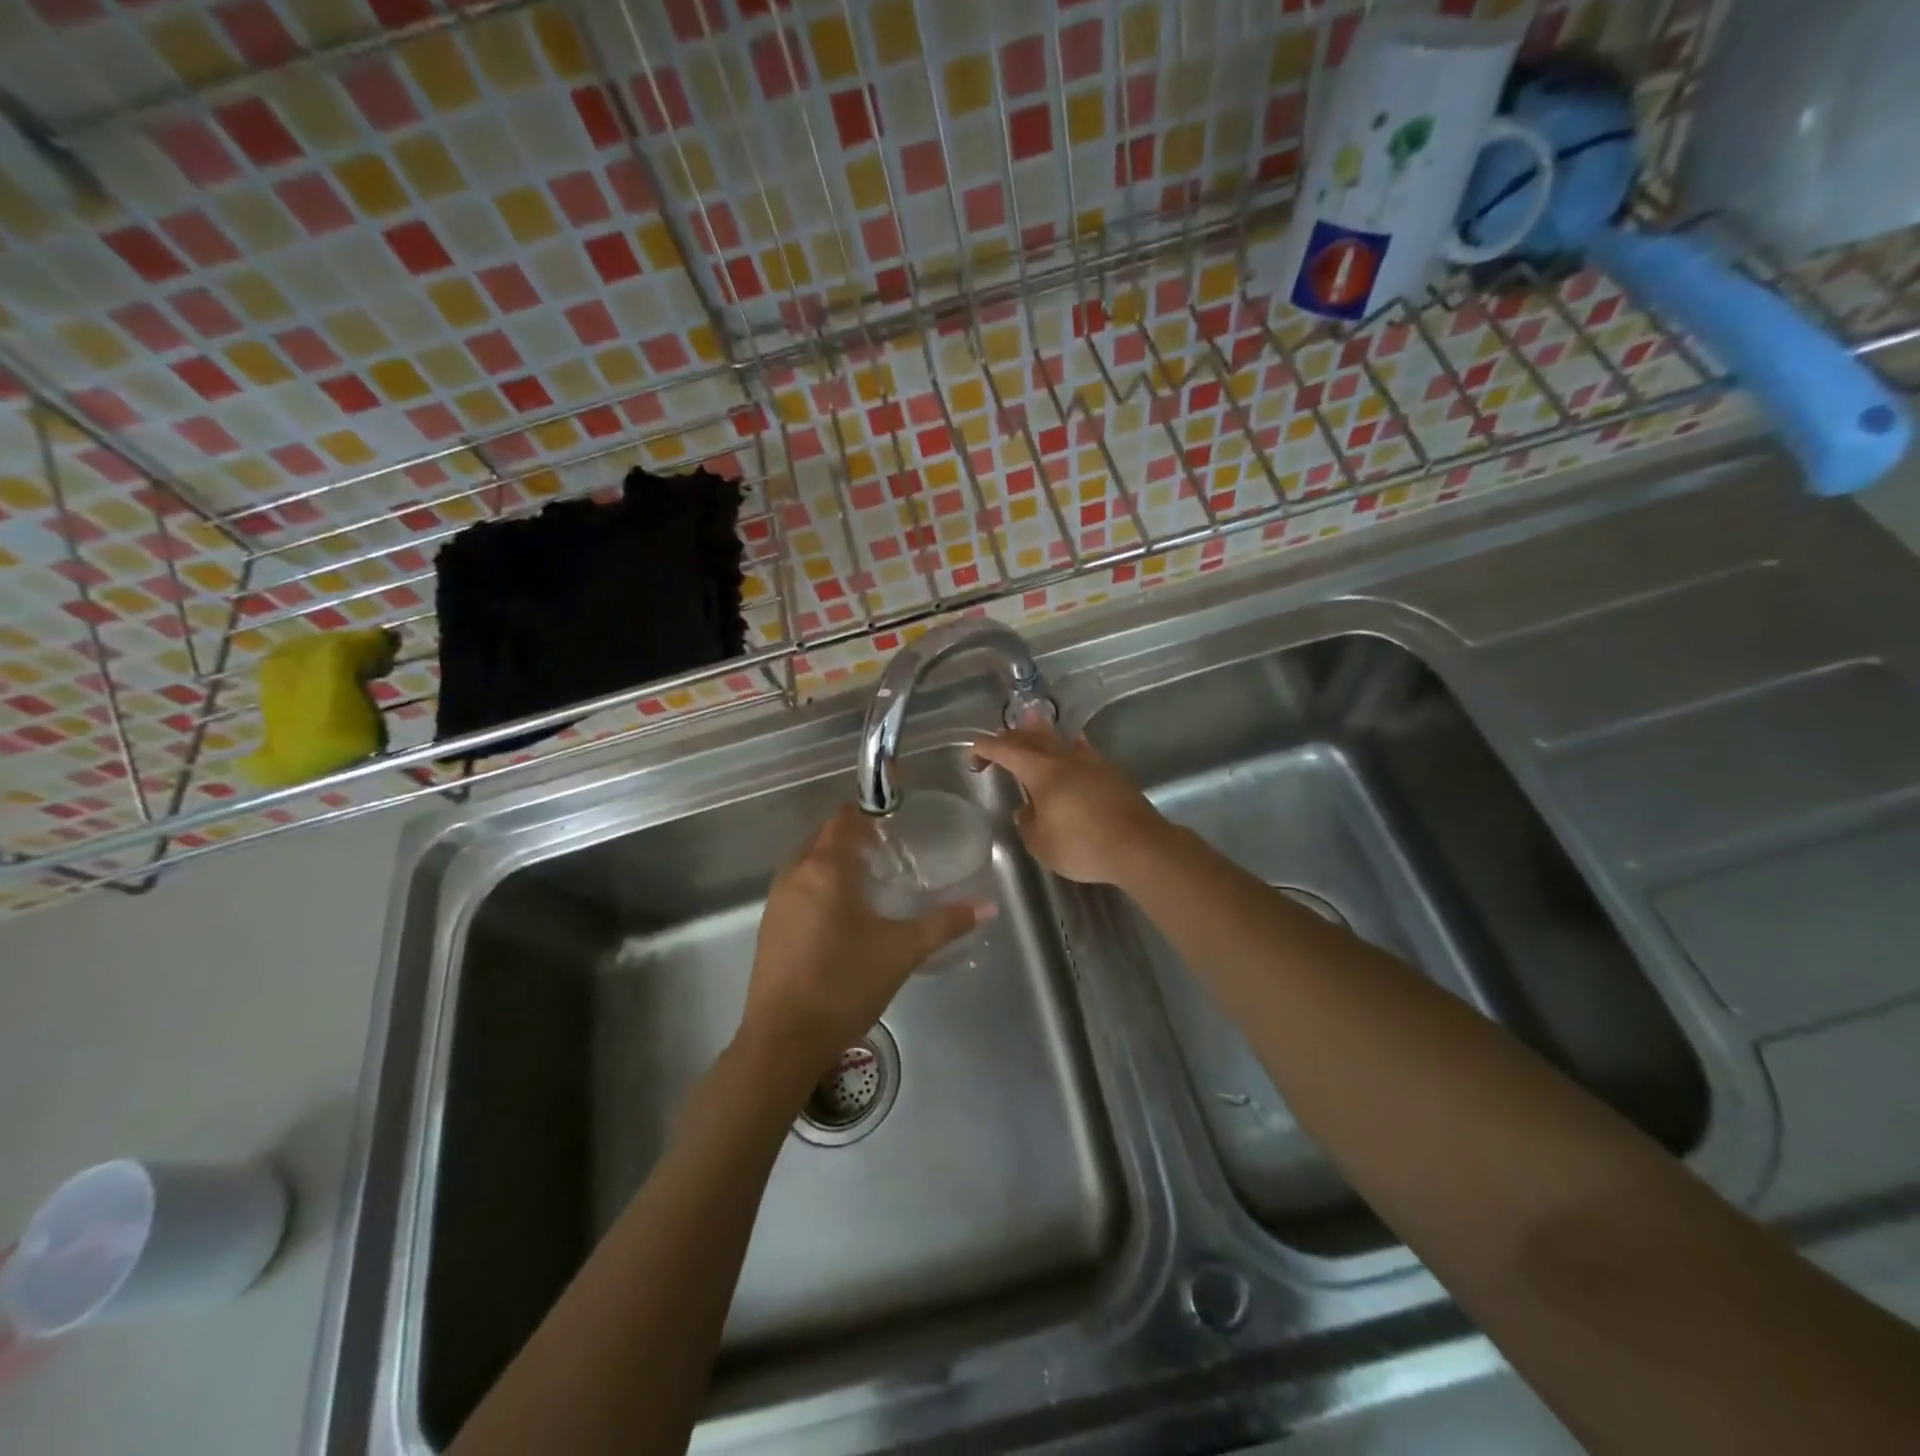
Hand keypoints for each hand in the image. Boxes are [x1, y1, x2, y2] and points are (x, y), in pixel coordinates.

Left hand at [741, 805, 985, 1081]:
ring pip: (808, 863)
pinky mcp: (770, 926)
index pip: (844, 819)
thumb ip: (945, 924)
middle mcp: (795, 874)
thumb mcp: (902, 951)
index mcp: (825, 868)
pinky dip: (820, 885)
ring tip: (872, 879)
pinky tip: (844, 914)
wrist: (783, 1040)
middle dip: (854, 836)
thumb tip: (987, 906)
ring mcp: (777, 901)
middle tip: (891, 849)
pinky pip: (798, 887)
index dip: (869, 811)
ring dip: (835, 861)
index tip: (896, 817)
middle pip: (824, 837)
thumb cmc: (844, 984)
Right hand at [969, 729, 1170, 886]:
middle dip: (1009, 738)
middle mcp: (1064, 757)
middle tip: (996, 746)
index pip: (1005, 750)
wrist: (1139, 846)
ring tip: (1029, 729)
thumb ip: (1027, 822)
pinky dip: (1067, 746)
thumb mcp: (1041, 843)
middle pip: (1031, 737)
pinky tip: (1071, 749)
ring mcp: (1091, 761)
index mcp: (1041, 770)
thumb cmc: (1082, 845)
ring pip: (1058, 738)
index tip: (973, 755)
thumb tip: (1027, 810)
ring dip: (1039, 734)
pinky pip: (1081, 749)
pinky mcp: (1110, 772)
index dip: (985, 749)